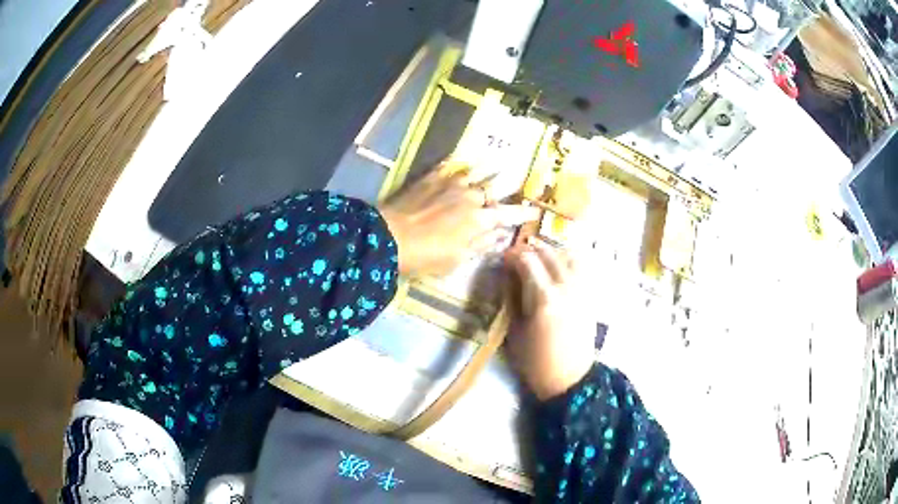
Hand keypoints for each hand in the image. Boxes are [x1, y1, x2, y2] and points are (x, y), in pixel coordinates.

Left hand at [379, 166, 537, 276]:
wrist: (390, 237)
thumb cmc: (426, 255)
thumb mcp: (457, 259)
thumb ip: (481, 245)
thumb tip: (500, 236)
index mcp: (480, 219)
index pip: (509, 214)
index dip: (523, 213)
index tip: (534, 211)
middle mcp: (471, 197)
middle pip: (497, 186)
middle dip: (511, 182)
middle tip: (521, 176)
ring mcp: (450, 183)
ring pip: (477, 170)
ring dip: (490, 166)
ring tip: (501, 158)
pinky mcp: (431, 178)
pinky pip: (449, 164)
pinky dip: (459, 160)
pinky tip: (463, 156)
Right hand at [504, 239, 595, 400]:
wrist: (570, 379)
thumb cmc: (536, 361)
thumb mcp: (515, 331)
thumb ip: (512, 299)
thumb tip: (508, 275)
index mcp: (544, 298)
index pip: (528, 261)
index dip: (513, 255)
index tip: (502, 258)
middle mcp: (566, 287)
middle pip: (549, 254)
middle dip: (530, 249)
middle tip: (517, 255)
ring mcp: (582, 290)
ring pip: (568, 256)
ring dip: (551, 252)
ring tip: (539, 258)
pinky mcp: (590, 296)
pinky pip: (582, 268)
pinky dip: (569, 260)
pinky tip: (559, 267)